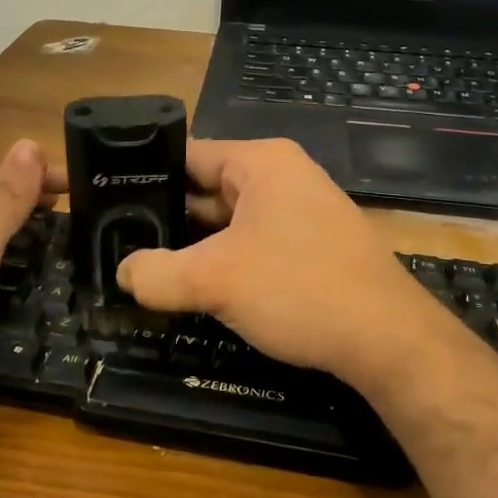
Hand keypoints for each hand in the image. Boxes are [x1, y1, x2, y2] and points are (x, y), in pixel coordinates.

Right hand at [115, 139, 462, 395]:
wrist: (389, 341)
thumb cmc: (300, 290)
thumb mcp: (215, 281)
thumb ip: (156, 274)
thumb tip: (123, 273)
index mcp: (261, 162)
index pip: (187, 155)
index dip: (145, 177)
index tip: (109, 203)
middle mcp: (282, 177)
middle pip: (206, 189)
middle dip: (168, 219)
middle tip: (120, 244)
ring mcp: (300, 212)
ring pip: (229, 222)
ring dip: (196, 246)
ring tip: (148, 269)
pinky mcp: (311, 246)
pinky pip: (253, 243)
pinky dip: (225, 262)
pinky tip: (198, 288)